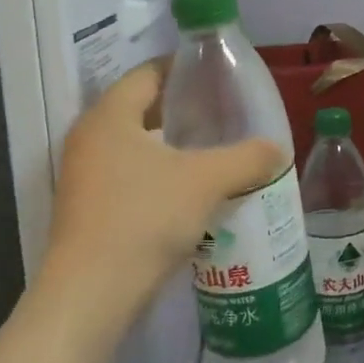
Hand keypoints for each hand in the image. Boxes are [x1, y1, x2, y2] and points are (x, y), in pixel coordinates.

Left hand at [40, 62, 283, 328]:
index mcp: (109, 117)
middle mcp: (90, 139)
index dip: (183, 67)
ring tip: (217, 149)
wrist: (92, 296)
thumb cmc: (144, 218)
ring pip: (138, 147)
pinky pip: (132, 177)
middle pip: (142, 109)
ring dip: (174, 146)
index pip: (147, 73)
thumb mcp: (207, 181)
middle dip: (184, 108)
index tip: (219, 73)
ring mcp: (86, 177)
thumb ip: (247, 157)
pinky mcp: (90, 210)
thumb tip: (278, 149)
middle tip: (226, 111)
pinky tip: (195, 191)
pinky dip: (163, 175)